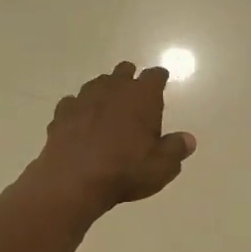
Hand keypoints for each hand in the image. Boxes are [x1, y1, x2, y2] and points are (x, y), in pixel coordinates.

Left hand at [28, 62, 196, 214]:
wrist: (73, 180)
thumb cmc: (125, 171)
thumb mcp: (161, 166)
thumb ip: (176, 149)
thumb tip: (188, 140)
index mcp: (142, 96)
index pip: (155, 75)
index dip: (159, 78)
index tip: (161, 82)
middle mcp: (113, 88)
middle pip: (124, 70)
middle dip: (130, 79)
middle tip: (134, 97)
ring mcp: (84, 98)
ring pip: (97, 83)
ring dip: (104, 92)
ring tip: (107, 109)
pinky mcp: (62, 112)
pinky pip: (72, 103)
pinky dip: (79, 109)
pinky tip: (80, 122)